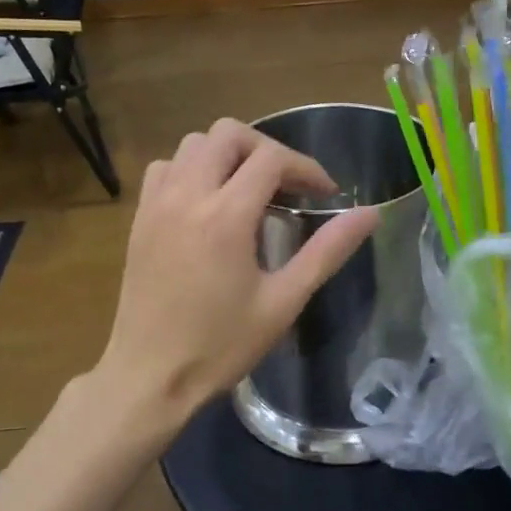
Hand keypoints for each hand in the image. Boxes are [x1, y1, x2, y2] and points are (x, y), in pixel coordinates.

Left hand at [92, 119, 379, 442]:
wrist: (149, 376)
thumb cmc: (221, 346)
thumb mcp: (283, 301)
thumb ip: (327, 251)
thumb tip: (370, 214)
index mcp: (226, 215)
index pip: (272, 158)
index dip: (306, 168)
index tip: (325, 195)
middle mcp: (188, 195)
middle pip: (229, 133)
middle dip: (266, 150)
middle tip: (287, 187)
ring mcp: (157, 203)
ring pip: (194, 144)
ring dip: (227, 155)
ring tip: (249, 191)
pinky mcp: (139, 217)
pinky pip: (165, 167)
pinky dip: (191, 168)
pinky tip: (207, 202)